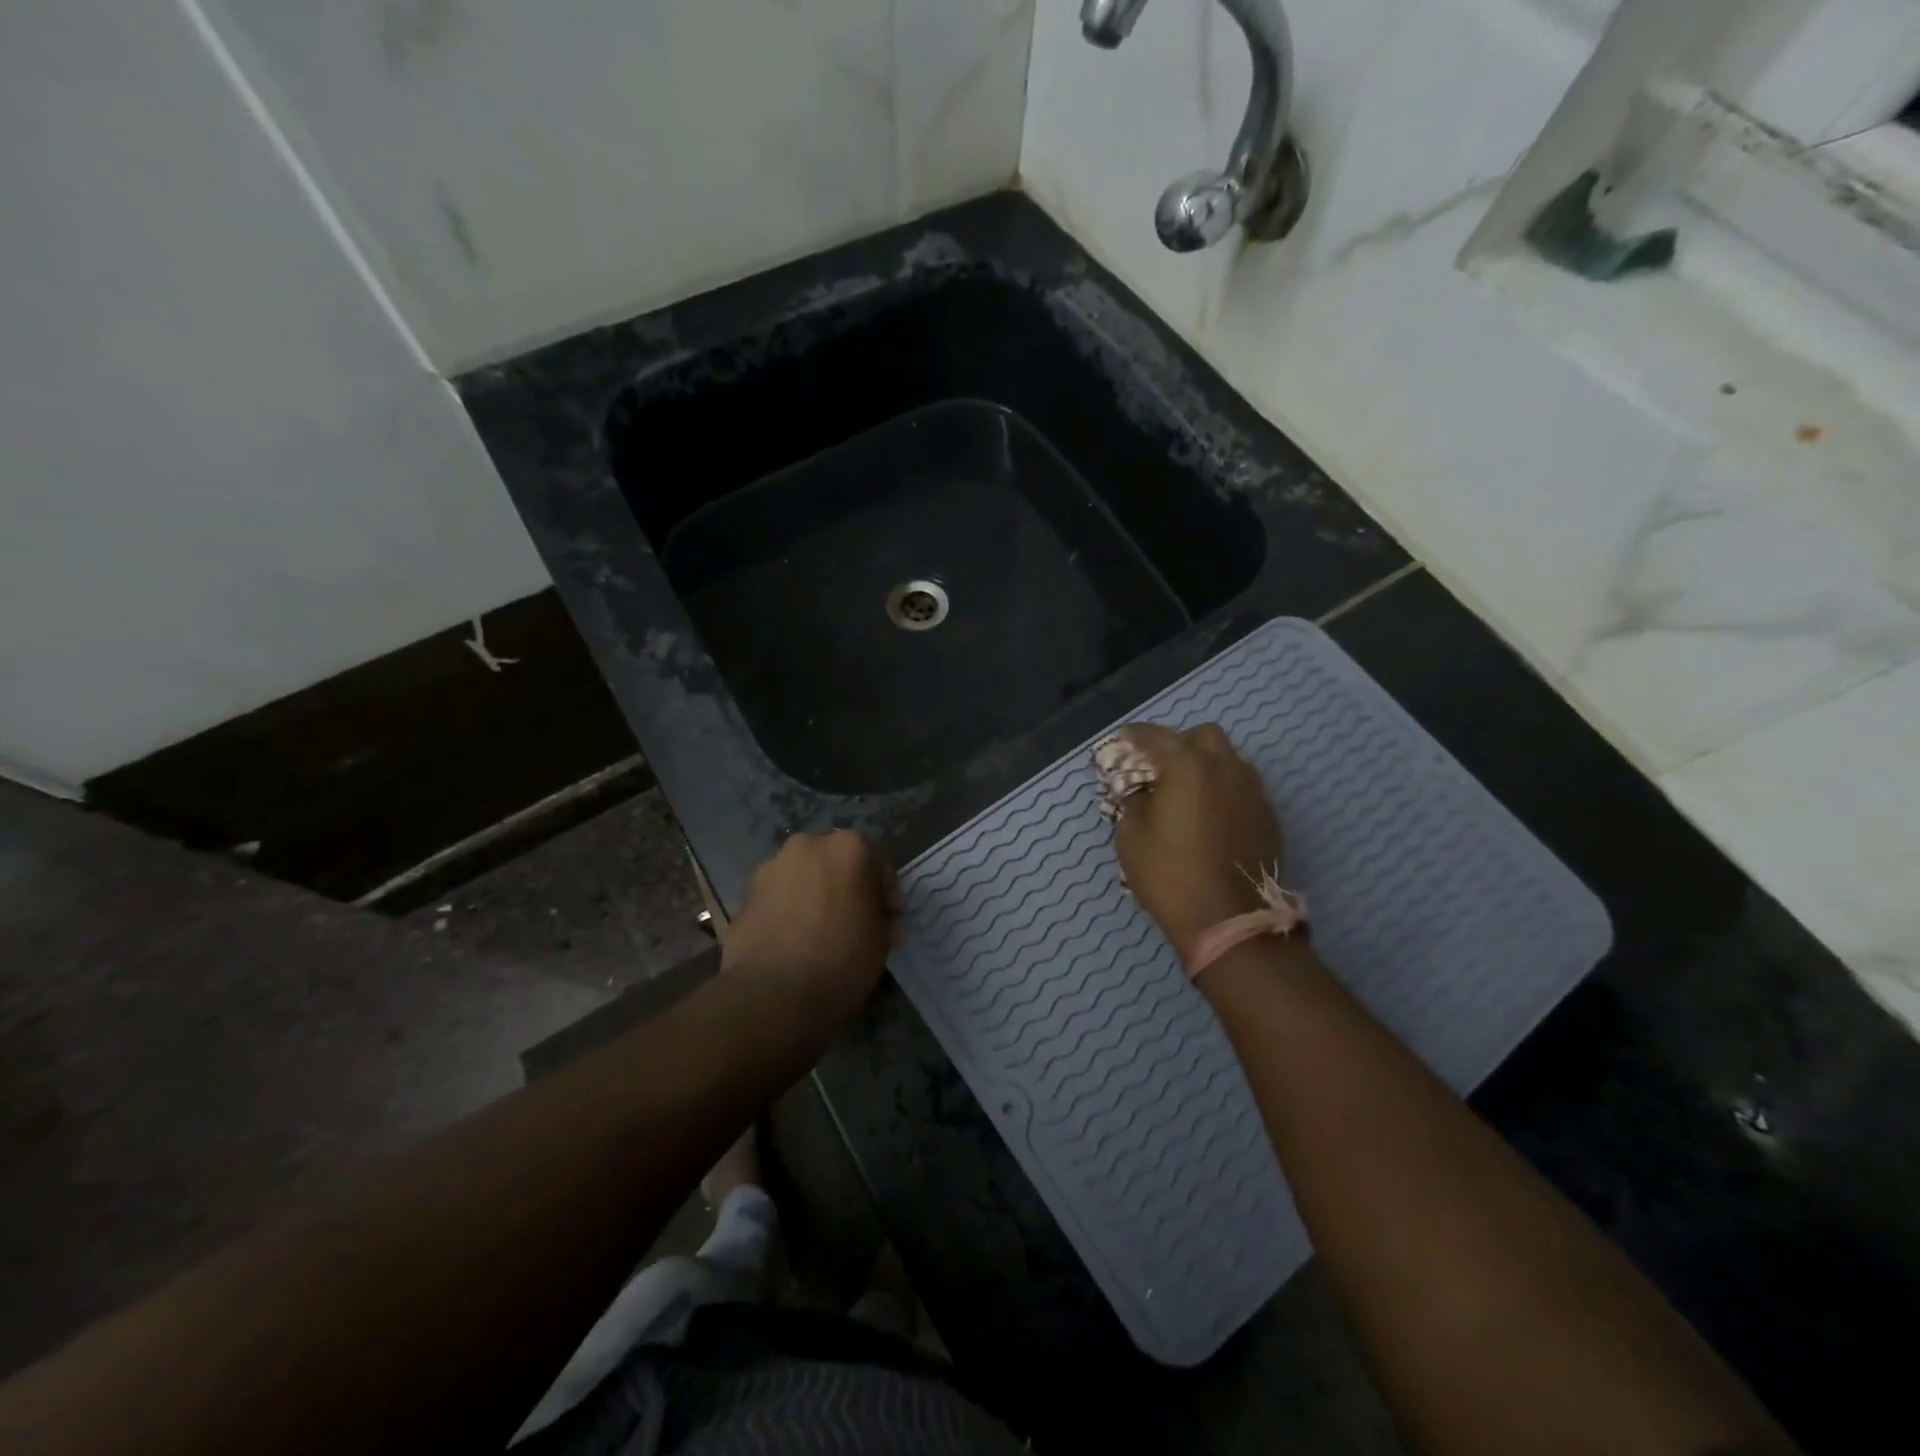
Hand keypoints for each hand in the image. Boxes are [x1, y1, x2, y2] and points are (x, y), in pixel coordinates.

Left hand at [721, 830, 896, 1026]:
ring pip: (804, 874)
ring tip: (818, 932)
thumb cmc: (842, 961)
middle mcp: (808, 845)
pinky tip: (792, 940)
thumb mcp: (882, 941)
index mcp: (850, 848)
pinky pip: (778, 896)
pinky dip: (788, 909)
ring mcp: (771, 867)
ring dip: (815, 894)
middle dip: (846, 884)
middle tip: (853, 920)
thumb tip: (877, 917)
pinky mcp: (745, 893)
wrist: (772, 995)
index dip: (886, 890)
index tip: (887, 918)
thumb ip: (882, 918)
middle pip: (837, 859)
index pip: (879, 859)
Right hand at [1112, 723, 1284, 963]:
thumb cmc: (1171, 875)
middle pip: (1203, 737)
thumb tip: (1141, 792)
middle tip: (1159, 765)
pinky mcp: (1268, 816)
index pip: (1157, 736)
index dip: (1136, 735)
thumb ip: (1134, 803)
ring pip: (1228, 760)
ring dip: (1205, 765)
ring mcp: (1253, 791)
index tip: (1123, 739)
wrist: (1230, 921)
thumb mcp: (1132, 838)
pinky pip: (1241, 787)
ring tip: (1185, 790)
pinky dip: (1222, 790)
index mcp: (1189, 766)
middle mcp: (1226, 768)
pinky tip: (1208, 815)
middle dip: (1179, 743)